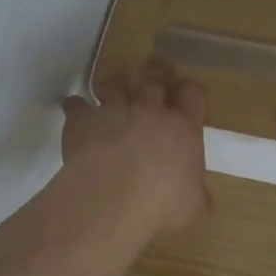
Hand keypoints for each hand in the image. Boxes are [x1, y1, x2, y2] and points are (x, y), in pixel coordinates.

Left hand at [61, 59, 210, 234]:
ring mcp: (115, 111)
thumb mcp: (194, 209)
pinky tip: (75, 110)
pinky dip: (77, 107)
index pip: (194, 96)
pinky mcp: (83, 120)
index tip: (189, 91)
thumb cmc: (163, 204)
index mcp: (183, 129)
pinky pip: (78, 105)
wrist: (113, 197)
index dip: (192, 90)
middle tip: (156, 67)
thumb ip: (197, 197)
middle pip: (154, 79)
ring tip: (115, 87)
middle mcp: (150, 112)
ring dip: (116, 84)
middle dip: (156, 71)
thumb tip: (199, 198)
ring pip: (116, 85)